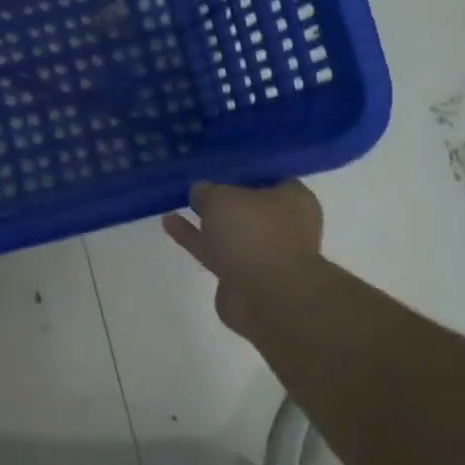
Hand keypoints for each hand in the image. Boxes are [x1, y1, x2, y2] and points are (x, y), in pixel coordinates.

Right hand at [162, 180, 324, 342]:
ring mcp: (265, 253)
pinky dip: (196, 239)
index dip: (242, 172)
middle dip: (223, 199)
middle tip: (196, 187)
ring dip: (206, 221)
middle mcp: (285, 225)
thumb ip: (206, 191)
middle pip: (249, 207)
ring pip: (231, 231)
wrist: (268, 297)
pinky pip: (217, 251)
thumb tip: (200, 191)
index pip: (270, 177)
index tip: (217, 168)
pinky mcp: (245, 276)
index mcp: (293, 199)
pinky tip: (170, 224)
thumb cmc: (254, 233)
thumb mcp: (221, 198)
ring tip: (177, 204)